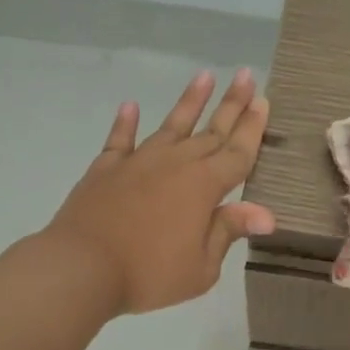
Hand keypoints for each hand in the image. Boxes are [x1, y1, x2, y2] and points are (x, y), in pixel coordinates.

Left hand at [44, 69, 274, 315]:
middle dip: (232, 103)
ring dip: (189, 101)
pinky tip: (131, 106)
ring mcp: (139, 161)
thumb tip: (266, 213)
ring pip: (171, 125)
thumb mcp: (201, 267)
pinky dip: (126, 122)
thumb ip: (228, 231)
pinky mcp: (106, 168)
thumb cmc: (149, 273)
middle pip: (211, 130)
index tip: (264, 100)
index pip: (238, 152)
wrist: (82, 266)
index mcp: (204, 186)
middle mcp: (176, 163)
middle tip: (245, 75)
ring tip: (204, 75)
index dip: (253, 127)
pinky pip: (120, 139)